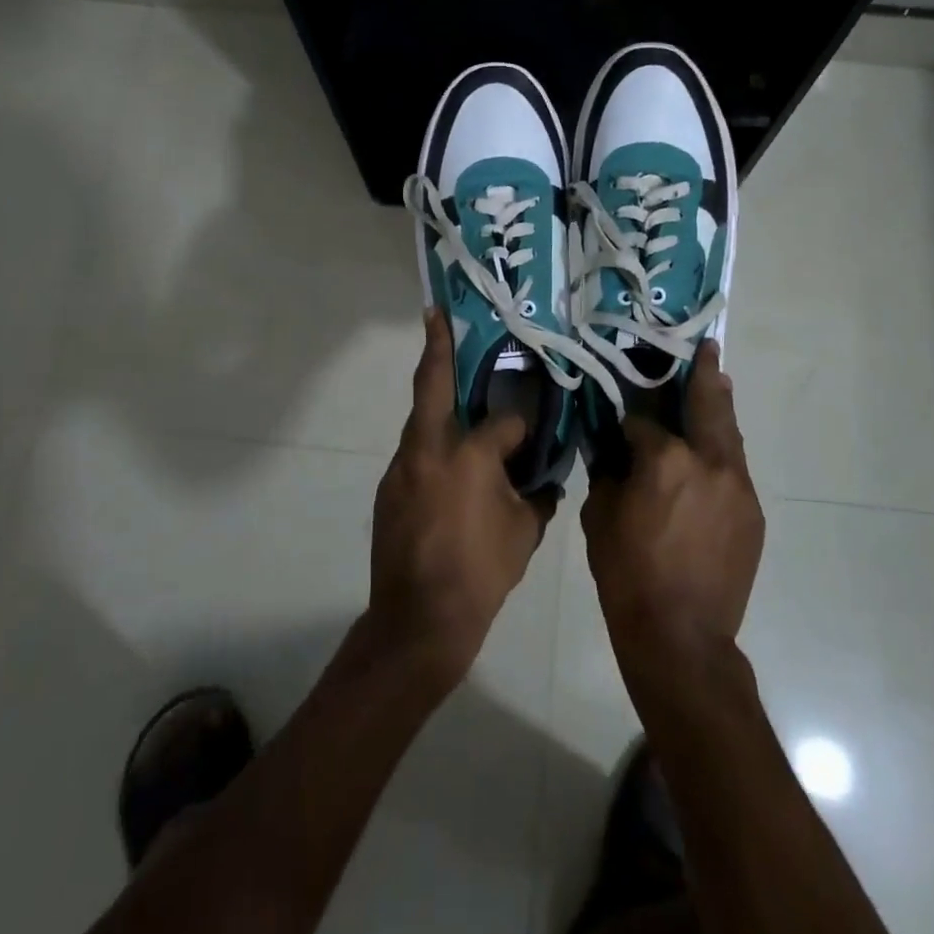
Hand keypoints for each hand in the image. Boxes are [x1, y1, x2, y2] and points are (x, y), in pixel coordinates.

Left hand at [368, 308, 550, 680]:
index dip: (522, 425)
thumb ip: (537, 496)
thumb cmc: (480, 572)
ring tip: (458, 394)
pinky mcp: (388, 489)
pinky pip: (416, 455)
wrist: (418, 620)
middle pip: (431, 386)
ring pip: (422, 422)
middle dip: (436, 346)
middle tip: (437, 313)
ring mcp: (401, 468)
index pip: (502, 421)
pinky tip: (451, 468)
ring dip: (437, 404)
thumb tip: (544, 480)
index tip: (534, 430)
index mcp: (467, 454)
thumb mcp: (524, 533)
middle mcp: (427, 450)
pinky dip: (433, 447)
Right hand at [581, 341, 763, 669]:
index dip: (628, 418)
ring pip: (729, 435)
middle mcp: (709, 461)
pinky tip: (711, 455)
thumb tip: (613, 449)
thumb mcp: (600, 517)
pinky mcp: (753, 512)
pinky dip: (722, 453)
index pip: (643, 420)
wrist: (681, 635)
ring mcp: (738, 486)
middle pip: (708, 405)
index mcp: (665, 459)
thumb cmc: (628, 575)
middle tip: (709, 349)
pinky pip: (735, 470)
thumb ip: (608, 472)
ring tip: (717, 382)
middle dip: (705, 374)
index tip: (620, 416)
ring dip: (720, 408)